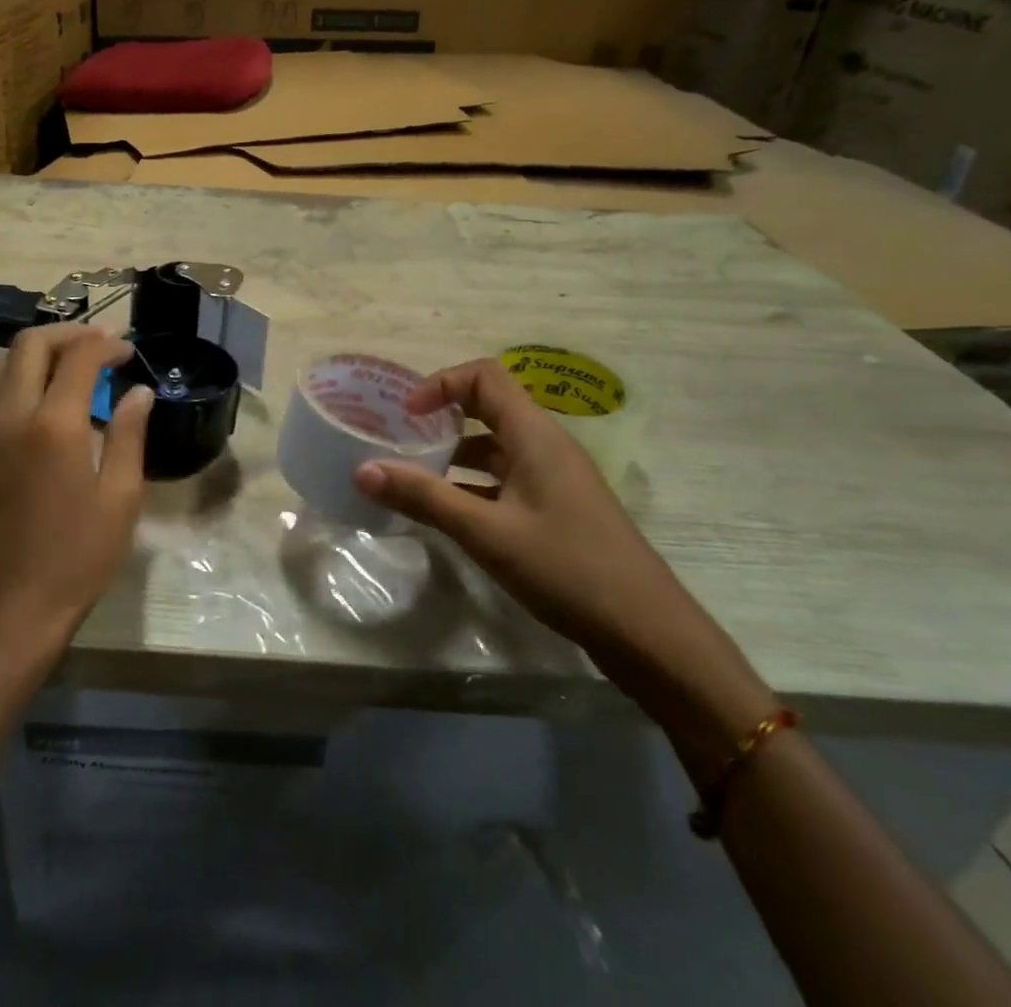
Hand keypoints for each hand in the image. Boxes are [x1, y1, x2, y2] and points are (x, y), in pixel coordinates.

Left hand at [0, 326, 152, 658]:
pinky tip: (49, 397)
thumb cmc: (78, 556)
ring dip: (38, 350)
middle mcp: (13, 416)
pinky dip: (20, 373)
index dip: (107, 345)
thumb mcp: (121, 497)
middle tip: (102, 344)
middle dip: (68, 333)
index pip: (79, 357)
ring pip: (1, 362)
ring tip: (73, 363)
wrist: (13, 607)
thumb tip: (138, 392)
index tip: (130, 352)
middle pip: (30, 344)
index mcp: (54, 426)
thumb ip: (130, 435)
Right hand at [355, 358, 774, 764]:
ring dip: (452, 454)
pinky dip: (471, 484)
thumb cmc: (567, 569)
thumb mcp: (486, 533)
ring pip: (493, 447)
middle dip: (440, 417)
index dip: (440, 384)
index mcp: (534, 434)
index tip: (405, 415)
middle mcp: (544, 445)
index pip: (484, 376)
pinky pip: (504, 478)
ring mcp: (553, 477)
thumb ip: (424, 497)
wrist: (648, 633)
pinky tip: (445, 512)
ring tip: (409, 476)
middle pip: (486, 406)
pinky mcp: (555, 508)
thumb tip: (362, 470)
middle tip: (397, 439)